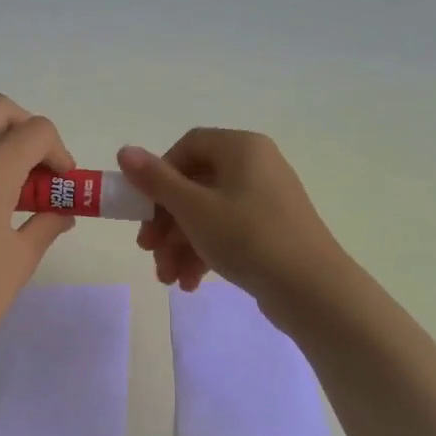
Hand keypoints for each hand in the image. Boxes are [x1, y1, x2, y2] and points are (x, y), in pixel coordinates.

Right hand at [117, 130, 351, 308]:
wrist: (311, 288)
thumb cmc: (248, 237)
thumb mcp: (193, 208)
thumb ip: (156, 180)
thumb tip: (124, 150)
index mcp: (241, 148)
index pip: (187, 147)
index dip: (159, 176)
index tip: (144, 210)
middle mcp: (256, 165)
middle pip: (195, 185)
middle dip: (166, 223)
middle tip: (149, 252)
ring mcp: (266, 199)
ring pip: (208, 214)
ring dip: (181, 245)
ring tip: (169, 279)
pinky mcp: (272, 230)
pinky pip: (229, 232)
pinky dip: (205, 253)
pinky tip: (191, 283)